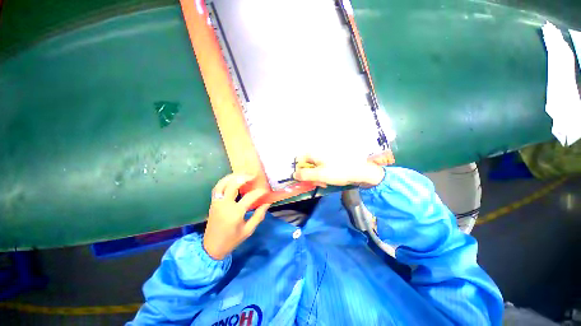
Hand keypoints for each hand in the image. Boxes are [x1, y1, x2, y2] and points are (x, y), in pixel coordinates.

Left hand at [203, 174, 269, 259]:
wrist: (211, 248)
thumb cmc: (231, 240)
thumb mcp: (248, 230)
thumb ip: (258, 216)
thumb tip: (267, 203)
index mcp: (235, 213)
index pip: (249, 197)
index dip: (259, 192)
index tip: (266, 190)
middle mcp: (224, 204)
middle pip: (233, 185)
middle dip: (244, 178)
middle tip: (253, 176)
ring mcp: (217, 202)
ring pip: (223, 183)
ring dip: (233, 176)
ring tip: (243, 174)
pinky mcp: (213, 202)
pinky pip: (217, 187)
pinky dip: (225, 180)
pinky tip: (232, 179)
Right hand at [293, 153, 384, 187]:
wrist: (360, 171)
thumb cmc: (339, 172)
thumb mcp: (320, 175)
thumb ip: (305, 175)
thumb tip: (294, 175)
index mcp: (313, 154)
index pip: (299, 160)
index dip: (300, 170)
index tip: (305, 179)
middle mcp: (317, 153)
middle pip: (306, 165)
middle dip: (310, 175)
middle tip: (318, 182)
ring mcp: (324, 158)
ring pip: (314, 168)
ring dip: (317, 177)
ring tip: (325, 183)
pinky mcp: (330, 162)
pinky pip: (322, 169)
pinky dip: (323, 175)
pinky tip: (329, 180)